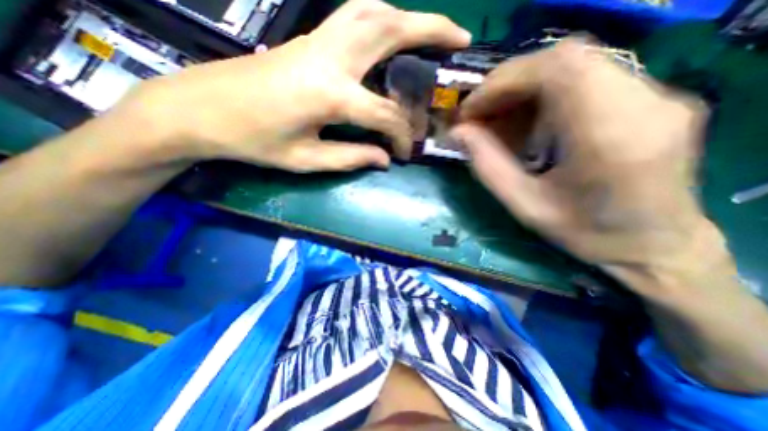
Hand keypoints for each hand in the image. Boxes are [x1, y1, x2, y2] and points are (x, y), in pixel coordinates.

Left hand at [116, 0, 471, 171]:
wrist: (201, 110)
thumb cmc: (253, 141)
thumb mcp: (307, 160)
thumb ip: (352, 157)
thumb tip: (384, 159)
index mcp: (330, 95)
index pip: (385, 115)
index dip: (402, 136)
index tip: (405, 153)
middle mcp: (330, 57)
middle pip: (390, 29)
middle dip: (432, 28)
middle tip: (460, 38)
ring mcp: (317, 40)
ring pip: (373, 11)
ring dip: (408, 16)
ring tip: (432, 31)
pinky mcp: (308, 39)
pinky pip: (353, 15)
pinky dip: (381, 17)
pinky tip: (391, 31)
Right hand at [451, 39, 726, 292]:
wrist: (654, 243)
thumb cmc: (585, 233)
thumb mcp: (525, 206)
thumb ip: (487, 166)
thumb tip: (457, 133)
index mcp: (611, 137)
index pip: (558, 69)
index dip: (503, 82)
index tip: (471, 109)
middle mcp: (645, 102)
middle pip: (566, 58)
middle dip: (508, 83)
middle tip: (479, 113)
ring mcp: (656, 94)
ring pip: (575, 63)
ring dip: (523, 88)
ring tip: (498, 118)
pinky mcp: (650, 97)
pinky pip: (586, 77)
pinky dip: (544, 93)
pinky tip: (528, 120)